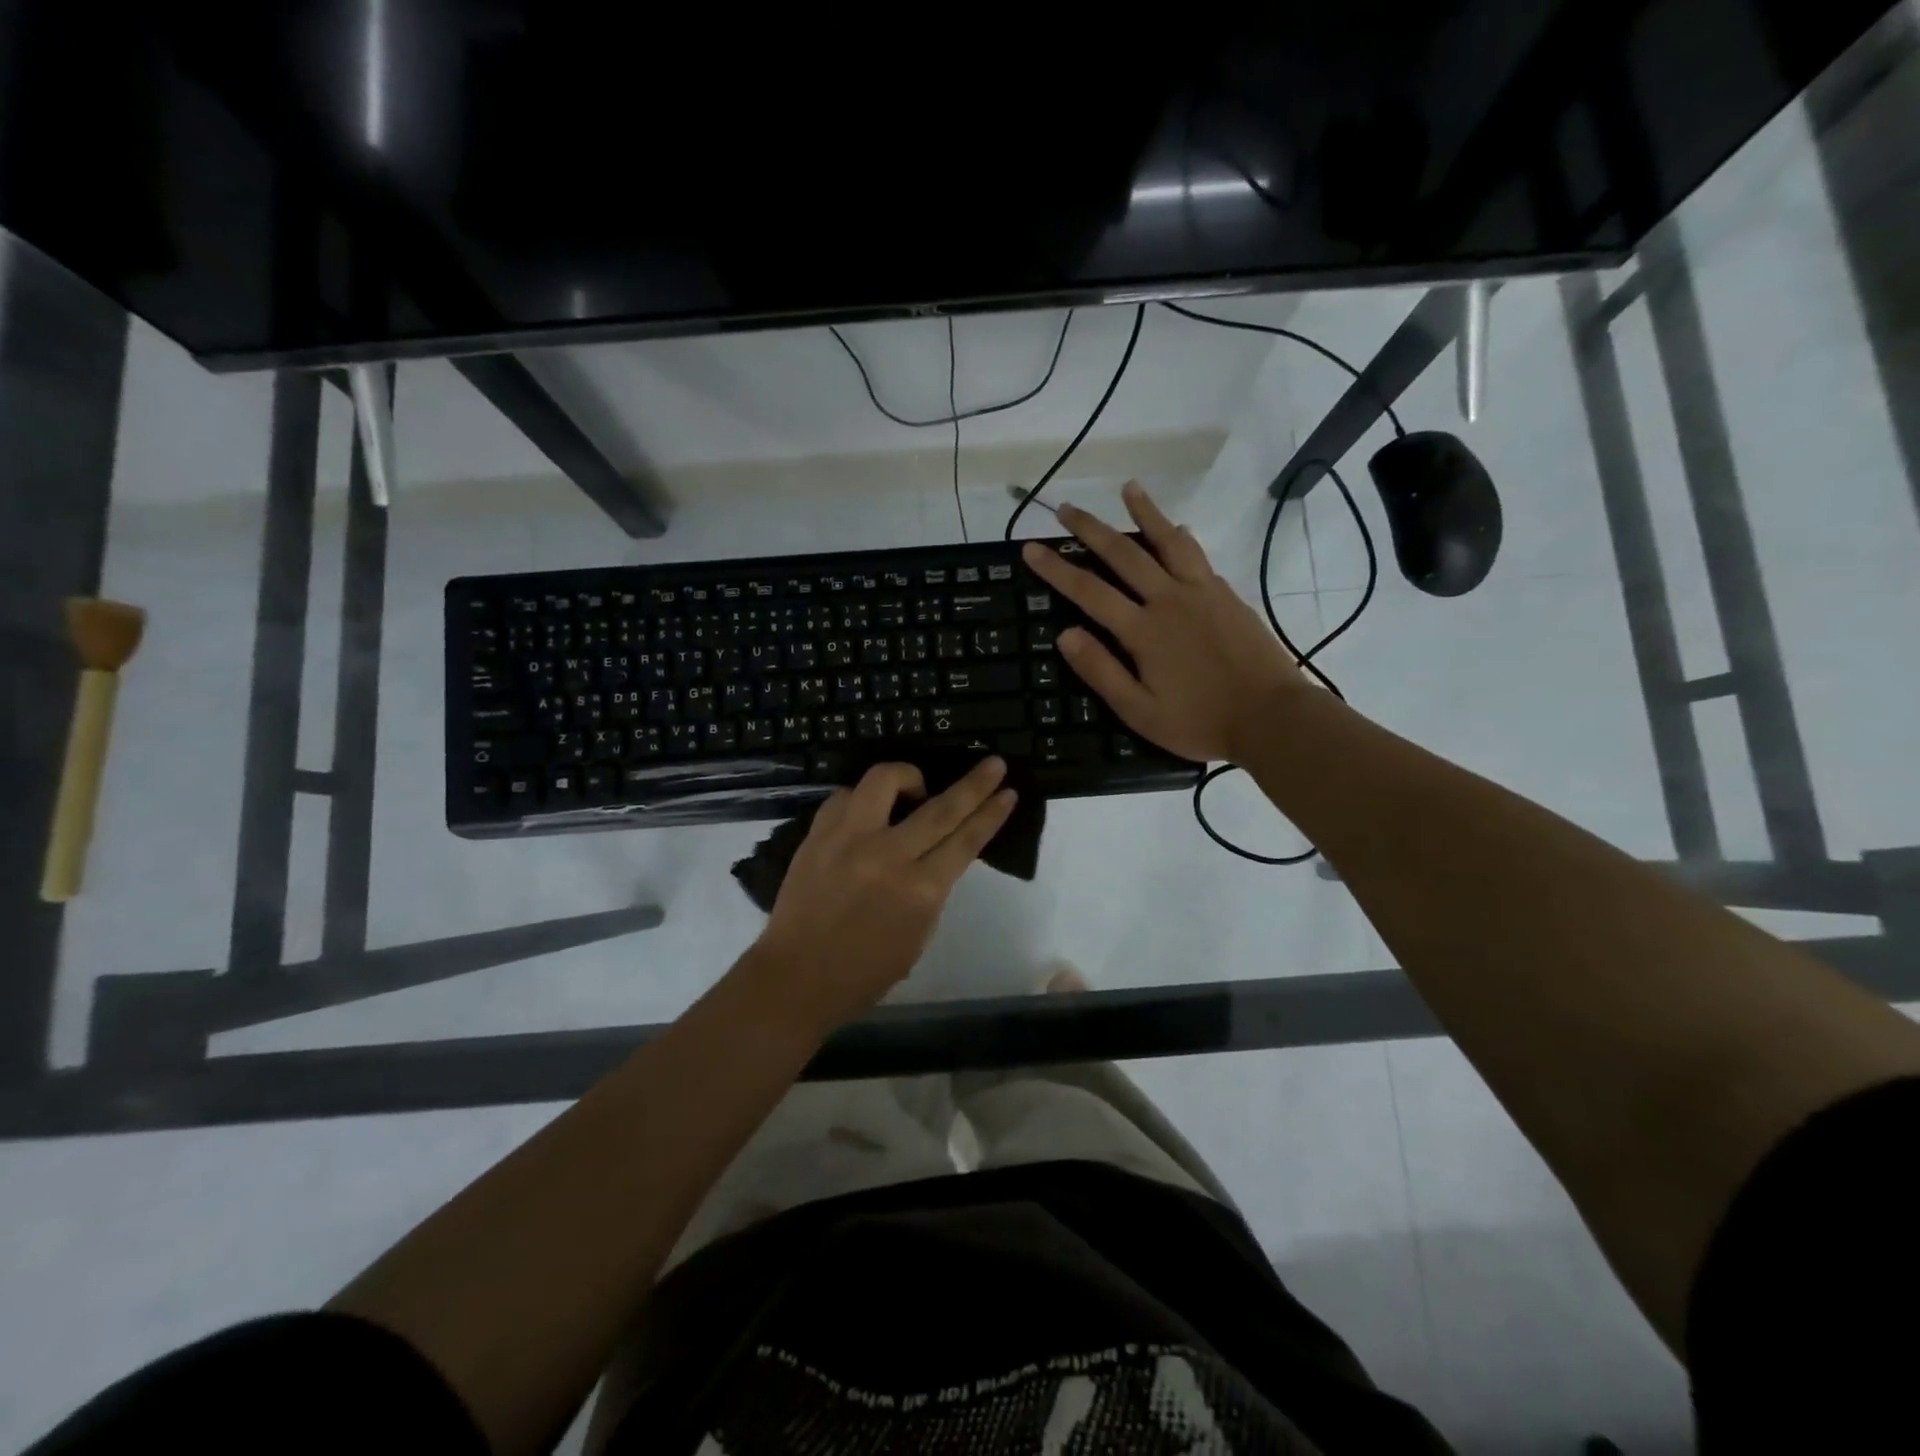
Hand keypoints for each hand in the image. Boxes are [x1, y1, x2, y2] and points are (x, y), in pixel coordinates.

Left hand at [749, 758, 1016, 1029]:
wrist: (796, 978)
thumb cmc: (865, 972)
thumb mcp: (918, 935)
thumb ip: (932, 889)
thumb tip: (939, 852)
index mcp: (920, 891)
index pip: (966, 840)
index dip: (991, 814)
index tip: (1007, 792)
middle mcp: (887, 856)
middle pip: (940, 807)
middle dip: (974, 783)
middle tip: (993, 763)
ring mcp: (848, 840)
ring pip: (884, 781)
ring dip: (909, 777)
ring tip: (915, 789)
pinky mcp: (817, 835)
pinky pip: (845, 797)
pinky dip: (864, 798)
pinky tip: (869, 811)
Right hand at [1022, 481, 1307, 763]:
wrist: (1272, 716)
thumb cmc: (1200, 721)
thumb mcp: (1140, 711)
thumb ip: (1101, 671)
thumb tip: (1065, 634)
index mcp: (1143, 631)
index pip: (1089, 591)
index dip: (1056, 568)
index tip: (1031, 547)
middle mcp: (1169, 600)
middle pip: (1123, 554)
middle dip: (1091, 529)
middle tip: (1067, 508)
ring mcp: (1202, 592)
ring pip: (1167, 541)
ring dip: (1145, 512)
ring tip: (1128, 487)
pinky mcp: (1226, 595)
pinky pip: (1198, 555)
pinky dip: (1181, 537)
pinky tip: (1178, 528)